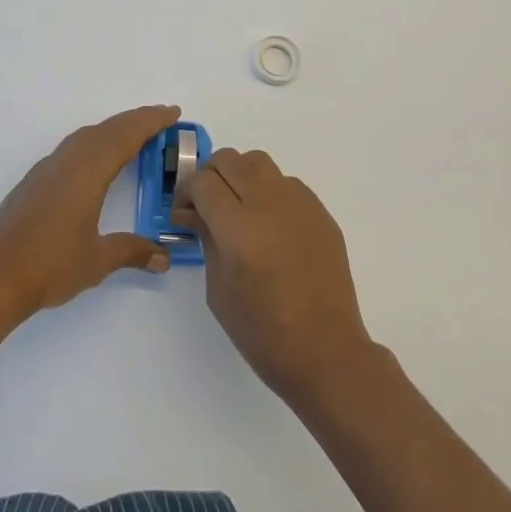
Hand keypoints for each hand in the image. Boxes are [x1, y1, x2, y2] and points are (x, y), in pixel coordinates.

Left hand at [0, 105, 177, 322]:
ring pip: (87, 136)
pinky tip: (96, 159)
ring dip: (113, 129)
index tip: (173, 112)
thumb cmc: (49, 265)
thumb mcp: (97, 260)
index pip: (126, 136)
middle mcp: (68, 161)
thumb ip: (131, 252)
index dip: (151, 122)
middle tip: (162, 118)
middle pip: (107, 129)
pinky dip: (94, 142)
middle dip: (136, 120)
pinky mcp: (35, 181)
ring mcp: (48, 169)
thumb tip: (163, 257)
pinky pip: (73, 147)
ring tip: (134, 134)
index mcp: (88, 171)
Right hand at [174, 149, 376, 411]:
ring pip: (258, 162)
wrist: (325, 351)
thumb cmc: (263, 332)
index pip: (203, 181)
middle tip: (206, 205)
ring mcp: (298, 203)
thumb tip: (195, 211)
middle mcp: (268, 204)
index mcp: (238, 228)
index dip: (187, 192)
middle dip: (210, 176)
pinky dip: (269, 191)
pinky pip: (286, 182)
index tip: (184, 211)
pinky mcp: (320, 210)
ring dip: (240, 176)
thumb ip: (206, 239)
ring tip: (239, 207)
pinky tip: (270, 224)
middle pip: (229, 160)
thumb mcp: (218, 289)